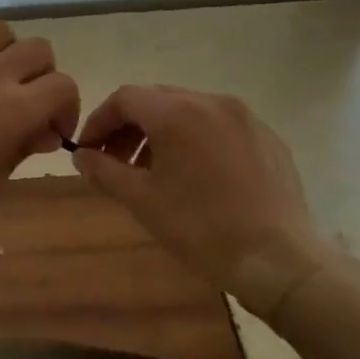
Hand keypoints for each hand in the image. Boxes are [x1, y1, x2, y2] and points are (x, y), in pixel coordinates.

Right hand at [71, 85, 332, 316]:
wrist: (279, 260)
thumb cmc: (201, 228)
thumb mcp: (142, 200)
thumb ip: (104, 170)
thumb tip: (81, 155)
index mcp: (178, 113)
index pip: (125, 98)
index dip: (99, 121)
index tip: (88, 151)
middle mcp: (212, 102)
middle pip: (157, 100)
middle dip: (129, 127)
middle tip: (115, 162)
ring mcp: (245, 118)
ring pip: (189, 111)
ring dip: (162, 133)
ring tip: (153, 172)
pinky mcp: (267, 138)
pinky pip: (219, 127)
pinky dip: (196, 140)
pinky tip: (195, 177)